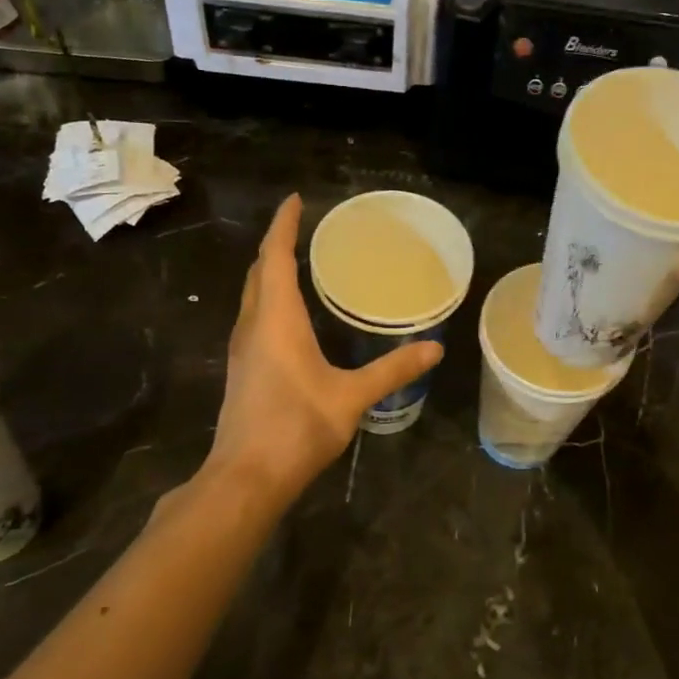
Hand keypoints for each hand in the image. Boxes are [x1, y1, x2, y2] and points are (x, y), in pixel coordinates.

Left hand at [207, 195, 442, 501]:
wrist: (246, 477)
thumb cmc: (296, 428)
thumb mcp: (352, 397)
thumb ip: (393, 370)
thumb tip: (434, 348)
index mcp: (276, 320)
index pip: (276, 257)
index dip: (284, 226)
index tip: (296, 200)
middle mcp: (253, 326)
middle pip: (259, 273)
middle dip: (277, 246)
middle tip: (302, 229)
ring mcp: (243, 350)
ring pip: (252, 297)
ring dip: (270, 274)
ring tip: (298, 264)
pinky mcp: (243, 371)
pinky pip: (254, 319)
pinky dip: (269, 301)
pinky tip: (290, 318)